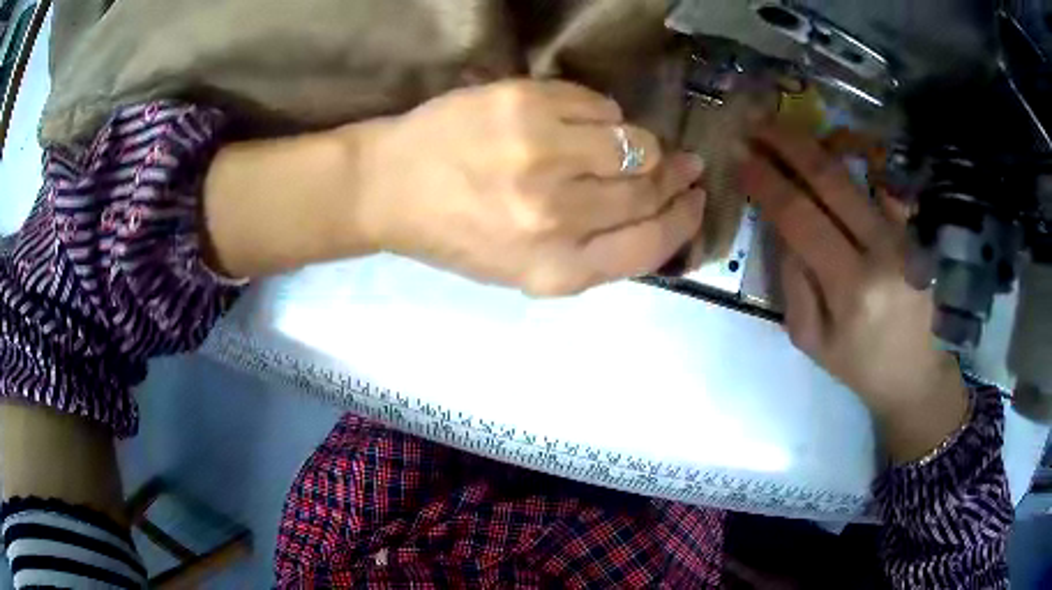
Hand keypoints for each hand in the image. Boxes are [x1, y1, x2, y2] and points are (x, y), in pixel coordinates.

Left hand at [356, 80, 705, 295]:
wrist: (390, 188)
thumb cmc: (456, 234)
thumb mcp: (524, 269)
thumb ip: (593, 251)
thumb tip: (658, 209)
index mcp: (556, 270)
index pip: (652, 244)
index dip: (685, 219)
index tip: (697, 199)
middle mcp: (555, 217)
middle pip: (649, 190)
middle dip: (675, 176)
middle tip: (683, 164)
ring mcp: (540, 155)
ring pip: (635, 143)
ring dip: (640, 144)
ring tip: (624, 145)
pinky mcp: (524, 105)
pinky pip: (598, 106)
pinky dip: (600, 114)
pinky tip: (580, 123)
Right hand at [740, 126, 969, 462]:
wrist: (916, 373)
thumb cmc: (859, 365)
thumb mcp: (811, 338)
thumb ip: (794, 279)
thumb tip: (781, 224)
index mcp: (850, 287)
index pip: (800, 217)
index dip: (766, 181)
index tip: (740, 156)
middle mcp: (881, 251)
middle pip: (830, 179)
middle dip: (788, 144)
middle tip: (757, 124)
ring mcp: (903, 236)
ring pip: (854, 175)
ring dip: (815, 146)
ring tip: (784, 130)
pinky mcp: (914, 231)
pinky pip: (877, 186)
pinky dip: (850, 165)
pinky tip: (828, 153)